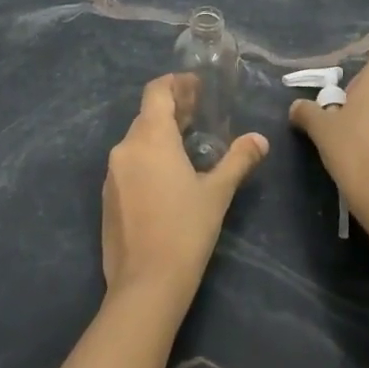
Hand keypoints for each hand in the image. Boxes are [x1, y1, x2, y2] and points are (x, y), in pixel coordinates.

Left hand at [101, 74, 268, 308]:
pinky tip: (168, 177)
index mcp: (150, 139)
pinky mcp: (108, 197)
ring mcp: (112, 174)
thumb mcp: (217, 192)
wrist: (146, 283)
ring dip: (161, 135)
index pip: (156, 92)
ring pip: (137, 141)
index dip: (176, 84)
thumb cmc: (186, 230)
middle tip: (200, 114)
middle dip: (173, 110)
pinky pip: (129, 164)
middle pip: (147, 115)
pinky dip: (148, 159)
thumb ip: (238, 160)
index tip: (197, 87)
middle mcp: (125, 149)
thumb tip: (260, 140)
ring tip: (188, 145)